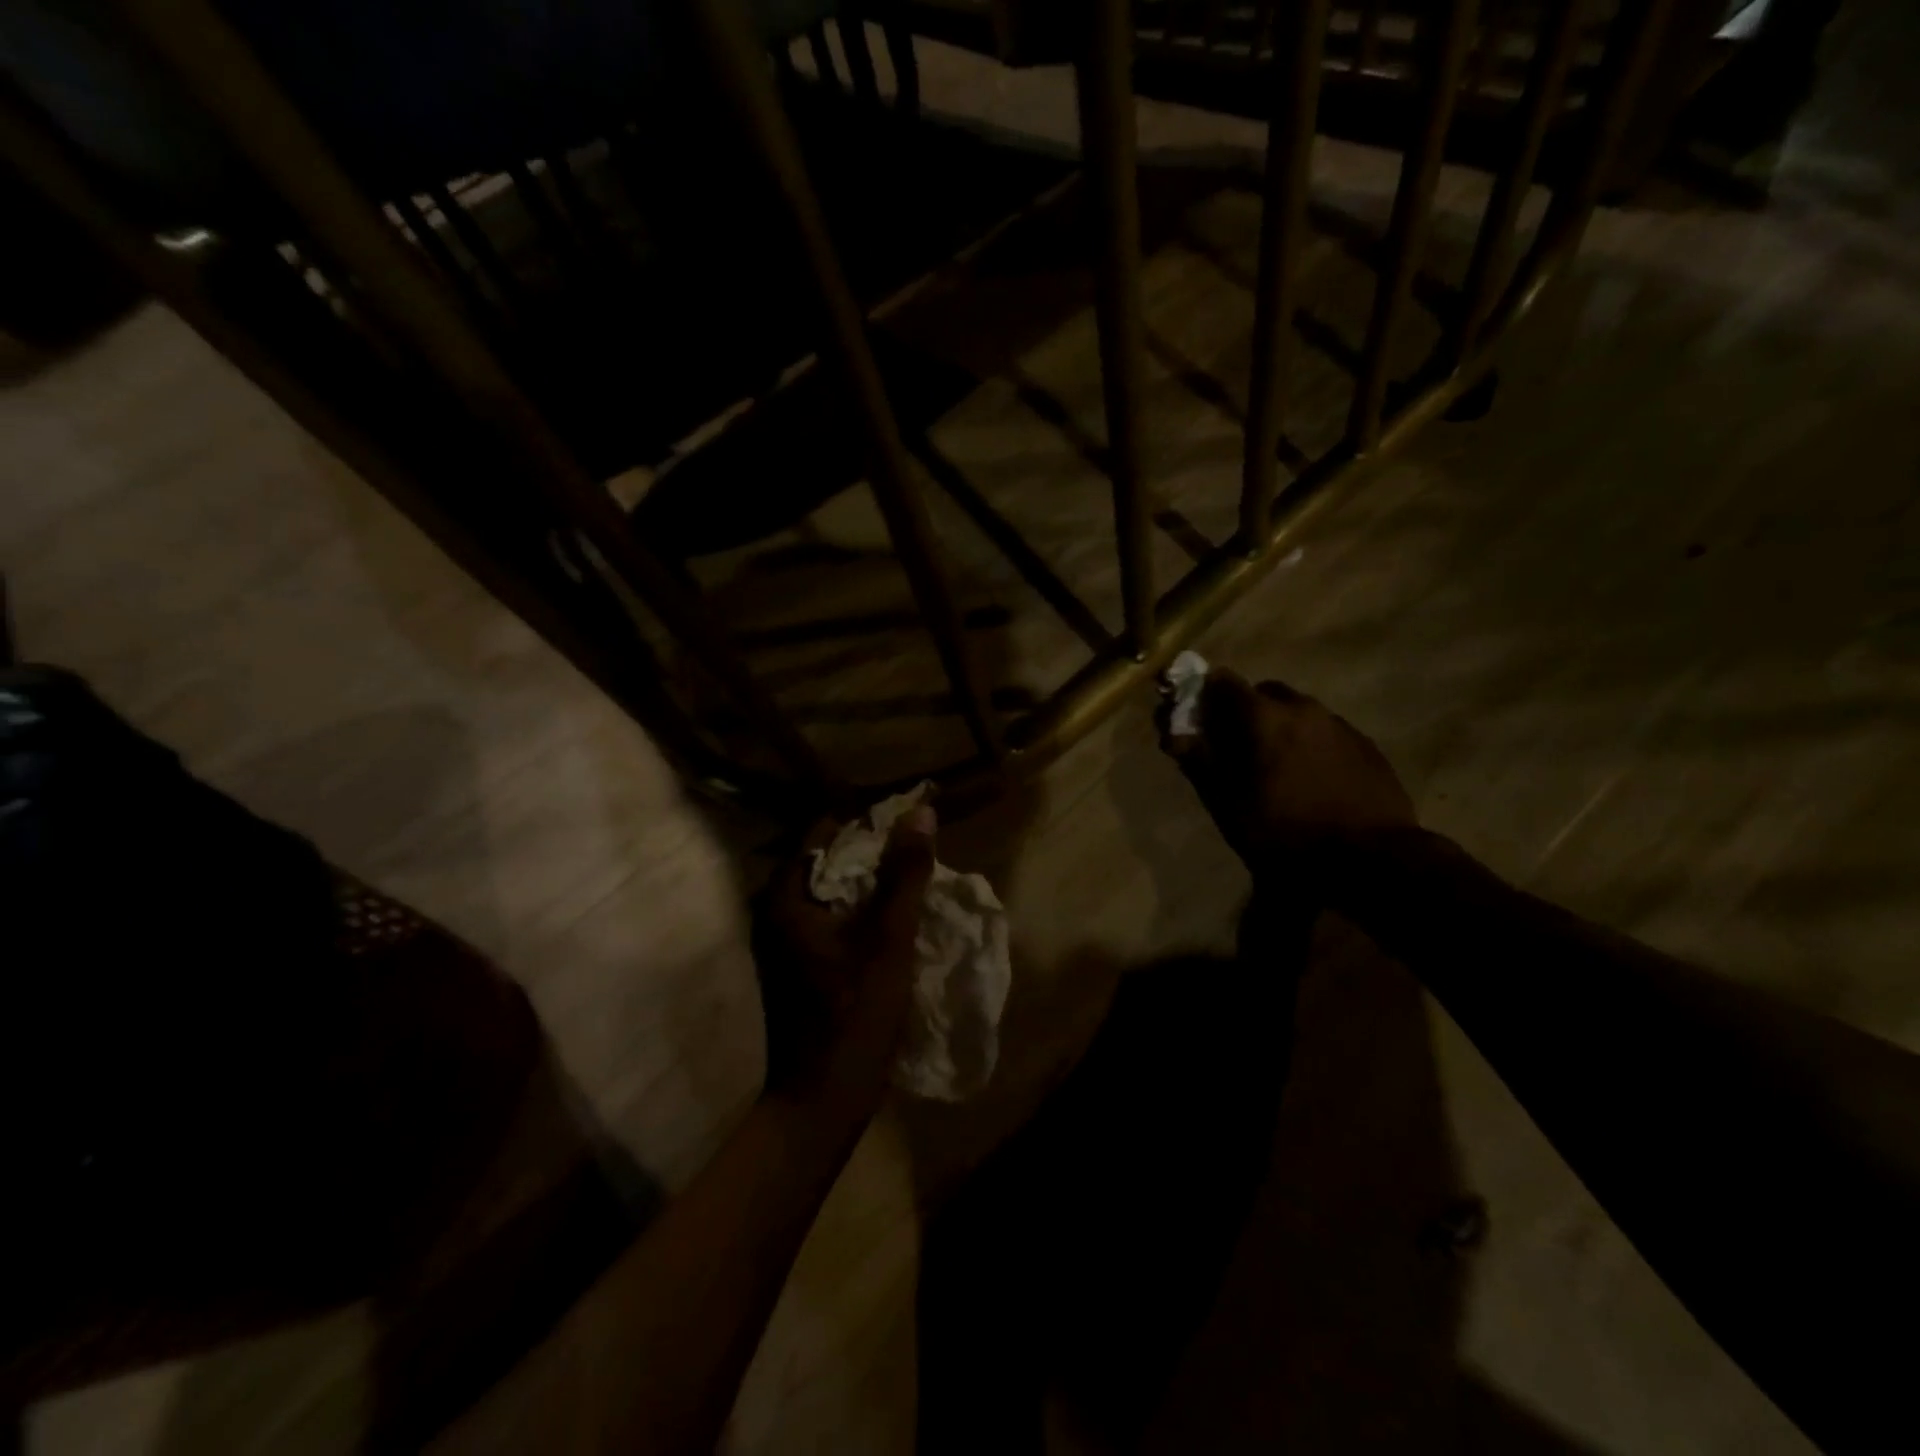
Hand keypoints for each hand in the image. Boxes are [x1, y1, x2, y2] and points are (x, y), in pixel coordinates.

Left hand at [751, 806, 936, 1116]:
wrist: (822, 1100)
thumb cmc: (854, 1015)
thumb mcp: (889, 940)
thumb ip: (904, 875)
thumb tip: (920, 813)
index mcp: (785, 898)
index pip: (822, 833)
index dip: (865, 821)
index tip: (906, 819)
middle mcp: (774, 911)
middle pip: (825, 860)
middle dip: (870, 850)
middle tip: (915, 845)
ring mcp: (781, 939)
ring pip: (828, 890)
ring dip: (866, 880)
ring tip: (910, 873)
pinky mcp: (794, 961)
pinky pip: (827, 915)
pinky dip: (856, 907)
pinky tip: (889, 913)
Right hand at [1163, 669, 1414, 874]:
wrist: (1371, 858)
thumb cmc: (1286, 831)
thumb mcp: (1229, 804)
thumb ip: (1201, 762)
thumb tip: (1174, 735)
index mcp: (1264, 717)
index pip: (1224, 682)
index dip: (1205, 694)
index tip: (1197, 716)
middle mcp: (1304, 709)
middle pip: (1265, 693)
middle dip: (1246, 710)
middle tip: (1236, 745)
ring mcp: (1340, 725)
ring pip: (1300, 712)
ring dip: (1281, 727)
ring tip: (1276, 766)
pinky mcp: (1367, 746)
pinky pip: (1327, 733)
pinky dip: (1310, 744)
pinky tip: (1311, 778)